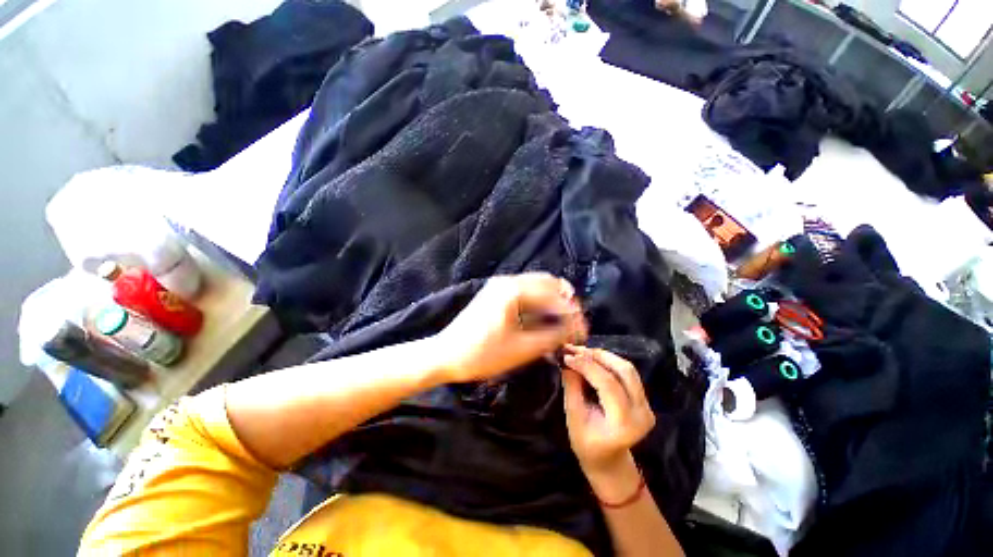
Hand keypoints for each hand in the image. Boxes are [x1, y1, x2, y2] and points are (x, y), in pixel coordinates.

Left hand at [435, 273, 587, 382]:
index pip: (554, 295)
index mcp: (513, 290)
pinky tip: (545, 321)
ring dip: (553, 303)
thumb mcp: (522, 349)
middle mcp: (508, 280)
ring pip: (538, 287)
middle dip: (565, 303)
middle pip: (548, 283)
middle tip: (574, 326)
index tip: (583, 332)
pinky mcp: (497, 294)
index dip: (573, 313)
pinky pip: (526, 293)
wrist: (445, 355)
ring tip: (562, 325)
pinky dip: (540, 304)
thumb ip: (553, 336)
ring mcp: (500, 285)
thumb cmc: (481, 354)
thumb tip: (575, 329)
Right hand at [562, 346, 655, 498]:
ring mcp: (647, 405)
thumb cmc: (586, 444)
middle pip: (624, 371)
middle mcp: (642, 412)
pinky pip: (627, 373)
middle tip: (575, 350)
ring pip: (628, 368)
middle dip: (598, 356)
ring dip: (604, 356)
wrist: (608, 461)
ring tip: (582, 352)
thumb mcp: (573, 417)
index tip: (567, 355)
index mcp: (625, 423)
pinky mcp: (644, 399)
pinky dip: (609, 362)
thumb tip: (567, 360)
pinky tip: (592, 359)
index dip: (587, 365)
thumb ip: (572, 387)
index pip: (608, 384)